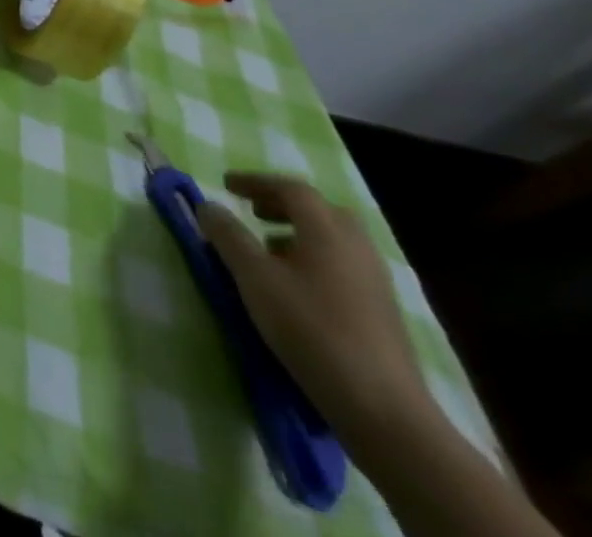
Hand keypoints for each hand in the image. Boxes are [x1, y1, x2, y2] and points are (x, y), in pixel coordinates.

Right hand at [199, 172, 429, 441]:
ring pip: (335, 240)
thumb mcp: (254, 277)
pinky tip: (297, 288)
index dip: (255, 181)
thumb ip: (227, 235)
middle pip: (321, 210)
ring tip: (269, 250)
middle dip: (284, 205)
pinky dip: (316, 260)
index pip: (291, 188)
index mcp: (327, 230)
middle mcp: (356, 247)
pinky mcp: (383, 313)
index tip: (226, 185)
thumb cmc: (311, 330)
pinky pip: (345, 267)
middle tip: (254, 212)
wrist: (384, 410)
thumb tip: (207, 205)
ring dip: (300, 234)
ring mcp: (376, 282)